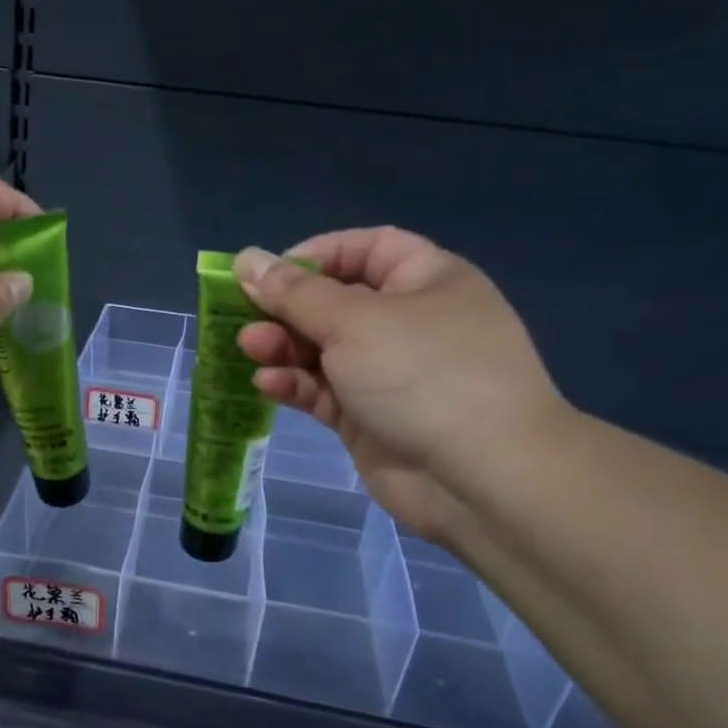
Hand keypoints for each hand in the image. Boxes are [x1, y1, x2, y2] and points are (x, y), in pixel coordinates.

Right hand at [232, 230, 564, 542]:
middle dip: (287, 308)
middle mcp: (409, 322)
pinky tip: (269, 384)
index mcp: (426, 280)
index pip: (366, 249)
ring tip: (250, 349)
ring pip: (324, 349)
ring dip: (284, 347)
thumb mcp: (353, 320)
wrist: (481, 478)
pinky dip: (297, 384)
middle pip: (335, 301)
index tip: (268, 272)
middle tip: (245, 317)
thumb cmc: (423, 374)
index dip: (315, 255)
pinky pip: (325, 391)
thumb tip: (247, 258)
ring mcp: (390, 374)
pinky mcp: (370, 418)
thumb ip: (293, 292)